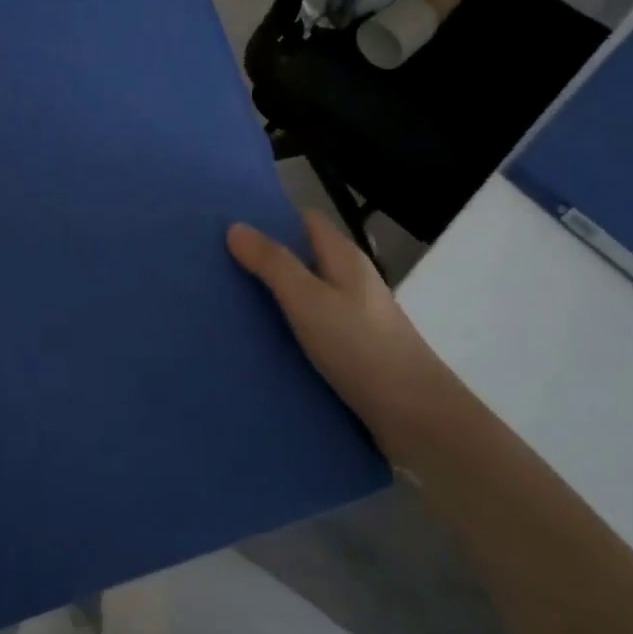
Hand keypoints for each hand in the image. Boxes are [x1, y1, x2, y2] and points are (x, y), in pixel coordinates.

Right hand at [227, 213, 453, 462]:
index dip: (271, 219)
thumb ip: (272, 263)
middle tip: (218, 267)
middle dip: (266, 259)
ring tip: (229, 303)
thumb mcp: (307, 300)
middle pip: (304, 257)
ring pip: (306, 294)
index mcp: (344, 257)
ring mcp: (354, 316)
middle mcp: (351, 280)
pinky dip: (288, 327)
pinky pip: (312, 326)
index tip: (230, 226)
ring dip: (274, 296)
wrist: (414, 414)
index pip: (305, 221)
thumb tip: (236, 226)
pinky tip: (261, 342)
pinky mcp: (353, 349)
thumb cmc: (360, 346)